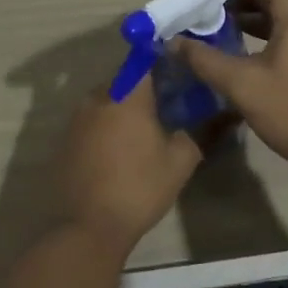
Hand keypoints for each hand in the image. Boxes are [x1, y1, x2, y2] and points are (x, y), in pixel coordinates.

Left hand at [56, 74, 200, 258]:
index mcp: (127, 94)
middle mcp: (98, 97)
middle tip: (167, 105)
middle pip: (124, 79)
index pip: (145, 59)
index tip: (179, 71)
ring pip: (106, 100)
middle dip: (145, 88)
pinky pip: (91, 121)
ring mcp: (76, 118)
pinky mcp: (65, 139)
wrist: (85, 228)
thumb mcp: (180, 162)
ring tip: (144, 130)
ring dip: (124, 108)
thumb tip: (222, 115)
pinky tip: (119, 150)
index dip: (162, 60)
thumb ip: (200, 132)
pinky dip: (106, 127)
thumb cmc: (138, 188)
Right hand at [174, 0, 287, 179]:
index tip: (199, 2)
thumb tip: (173, 41)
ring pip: (272, 8)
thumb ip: (205, 60)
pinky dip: (257, 32)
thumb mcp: (245, 87)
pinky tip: (235, 54)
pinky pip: (282, 28)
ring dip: (241, 16)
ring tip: (209, 36)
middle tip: (197, 20)